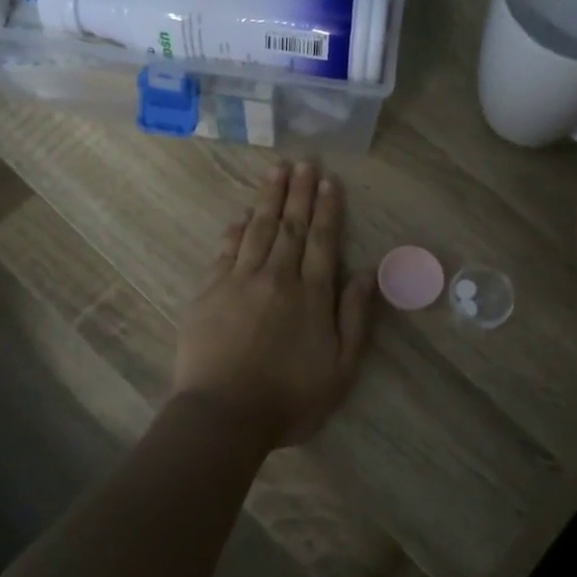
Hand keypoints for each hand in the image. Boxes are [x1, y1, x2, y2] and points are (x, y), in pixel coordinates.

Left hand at [173, 160, 376, 447]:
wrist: (224, 415)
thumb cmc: (290, 399)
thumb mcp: (341, 369)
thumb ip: (355, 318)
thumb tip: (368, 273)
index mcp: (311, 295)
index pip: (323, 240)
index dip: (327, 209)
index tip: (329, 181)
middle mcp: (277, 277)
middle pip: (291, 226)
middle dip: (299, 192)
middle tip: (304, 162)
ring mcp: (239, 281)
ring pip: (258, 229)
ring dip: (268, 199)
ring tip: (276, 171)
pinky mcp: (209, 292)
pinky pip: (225, 250)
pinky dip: (235, 229)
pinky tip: (241, 216)